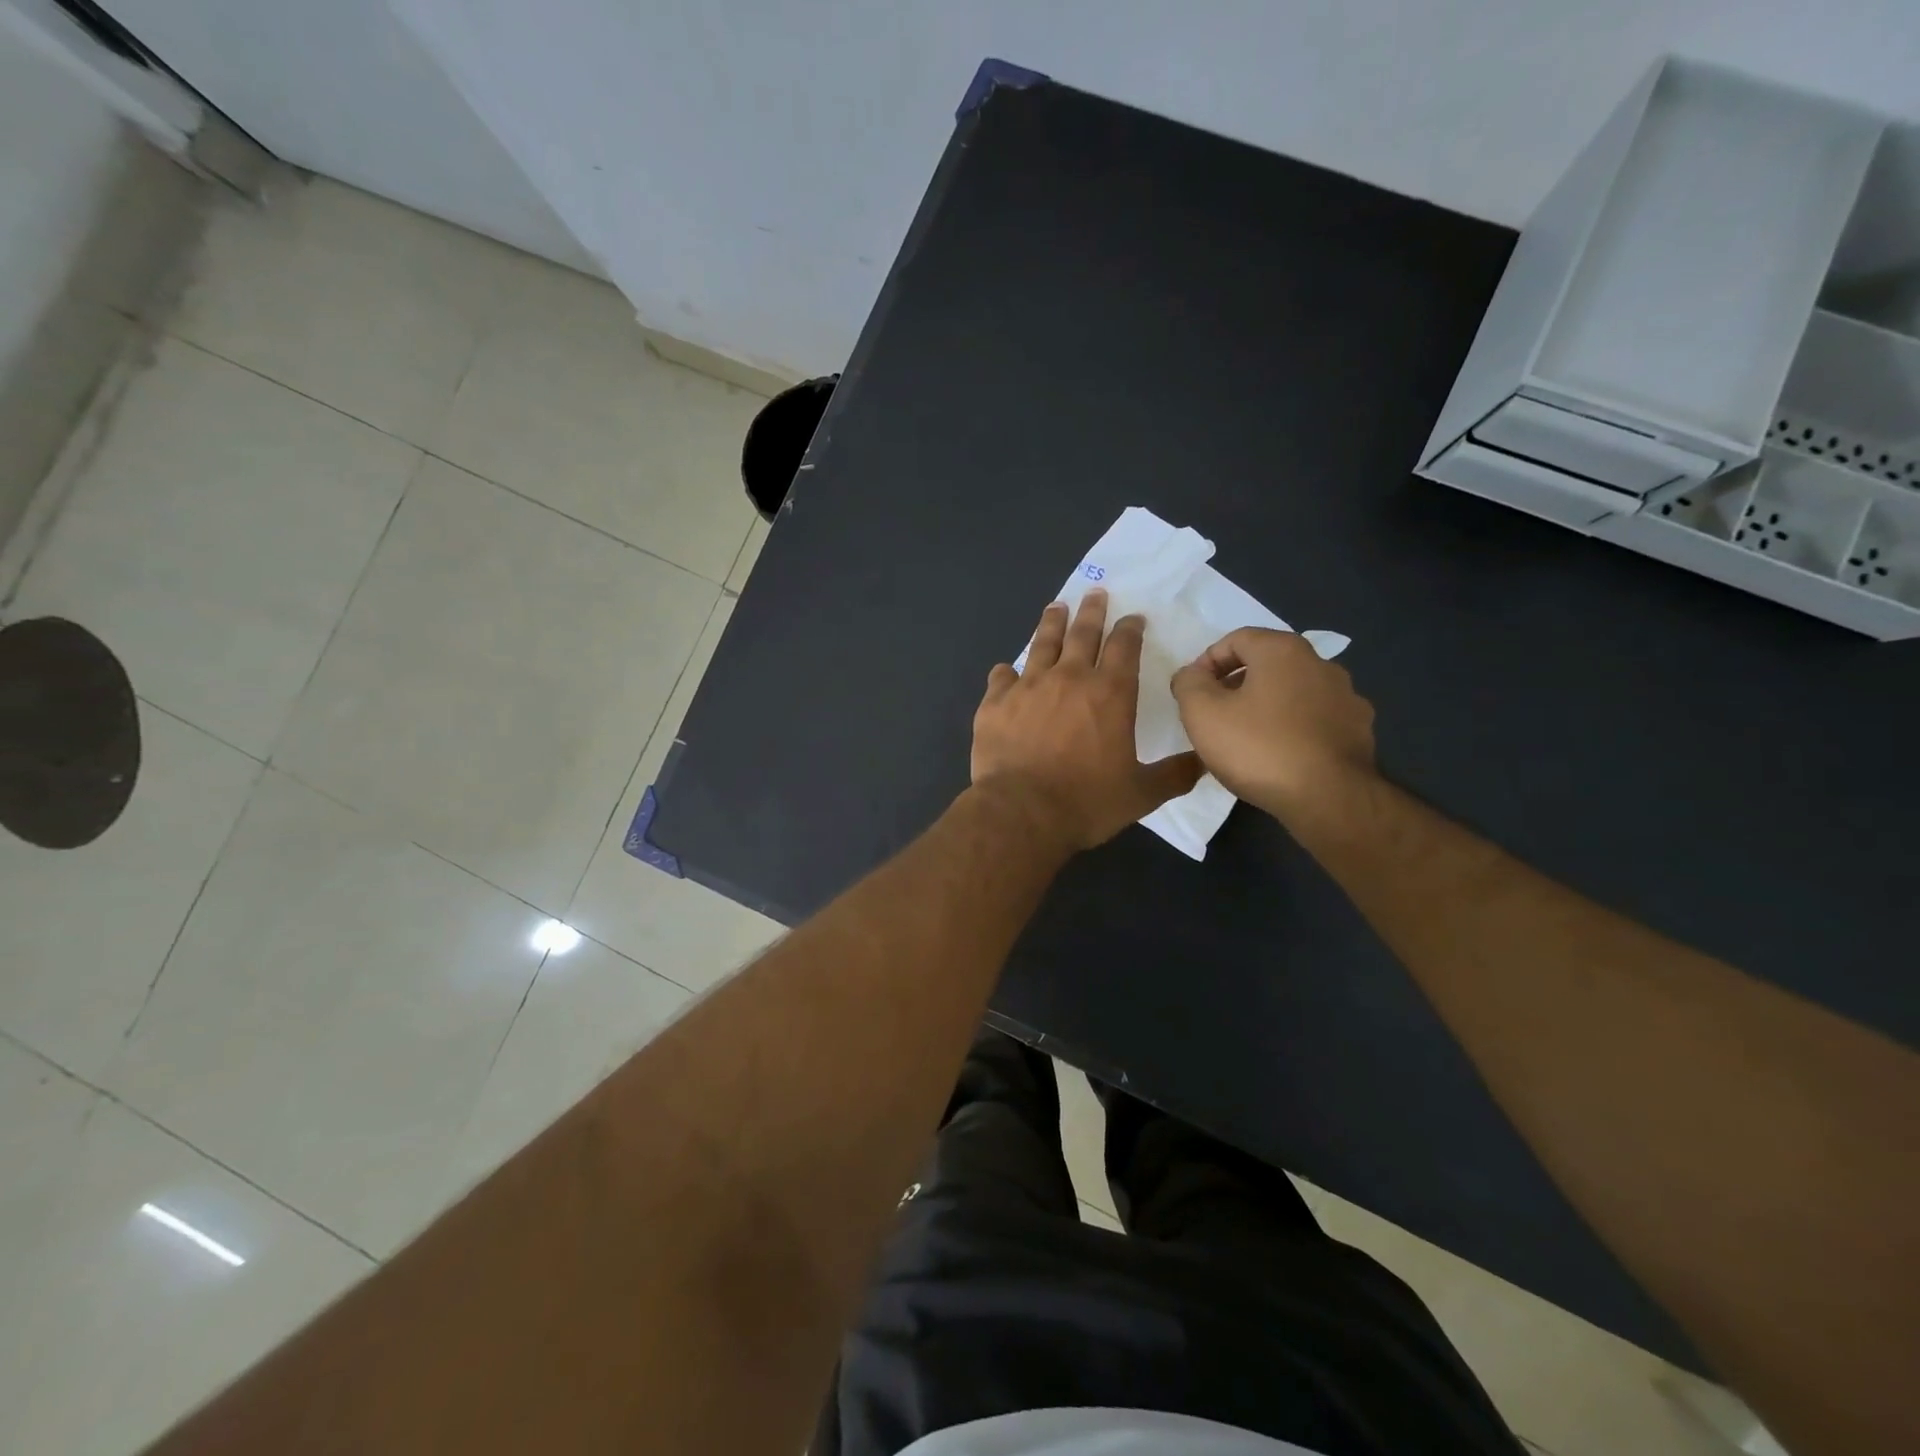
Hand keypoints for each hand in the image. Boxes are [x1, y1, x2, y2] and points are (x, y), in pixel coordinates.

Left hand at [972, 591, 1201, 850]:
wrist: (1022, 812)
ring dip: (1051, 624)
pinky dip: (1005, 672)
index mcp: (1110, 693)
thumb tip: (1206, 762)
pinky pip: (1000, 677)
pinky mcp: (995, 703)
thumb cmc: (1087, 801)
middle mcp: (1069, 678)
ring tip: (1056, 607)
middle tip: (1094, 593)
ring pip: (1042, 644)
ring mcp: (1028, 687)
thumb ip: (1175, 774)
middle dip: (1092, 611)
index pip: (1124, 647)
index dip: (1130, 629)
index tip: (1133, 617)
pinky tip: (1005, 670)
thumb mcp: (1141, 793)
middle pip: (1083, 634)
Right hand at [1170, 627, 1377, 820]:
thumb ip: (1188, 684)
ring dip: (1266, 706)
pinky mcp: (1359, 730)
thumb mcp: (1202, 713)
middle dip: (1236, 684)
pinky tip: (1280, 755)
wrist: (1329, 798)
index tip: (1193, 692)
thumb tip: (1192, 675)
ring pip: (1293, 692)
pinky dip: (1293, 728)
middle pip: (1267, 664)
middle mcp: (1321, 664)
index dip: (1207, 661)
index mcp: (1283, 651)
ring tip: (1246, 739)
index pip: (1236, 639)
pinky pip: (1315, 719)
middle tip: (1214, 715)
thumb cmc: (1258, 748)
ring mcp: (1346, 697)